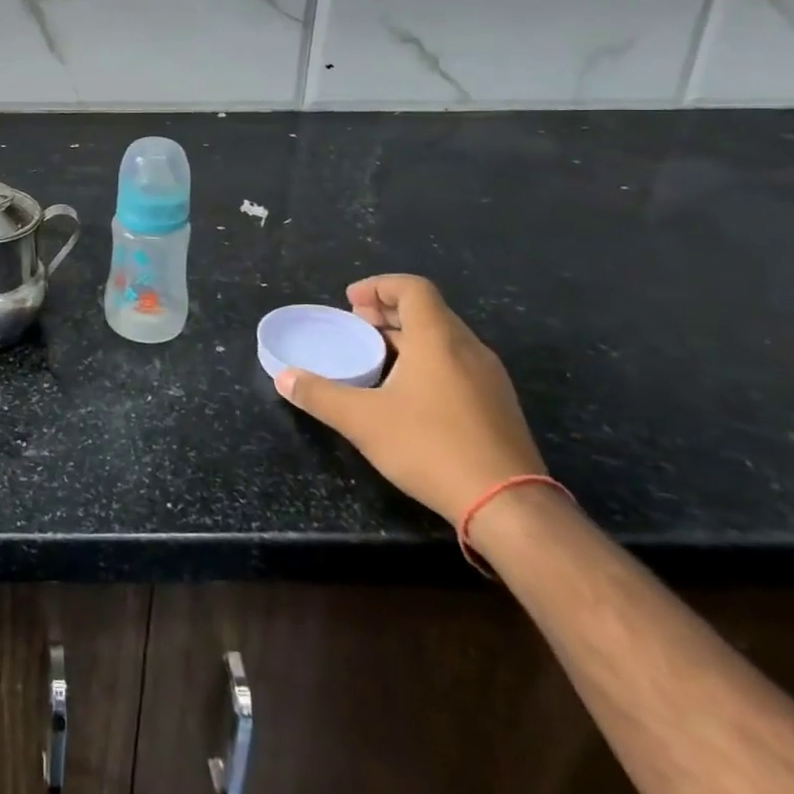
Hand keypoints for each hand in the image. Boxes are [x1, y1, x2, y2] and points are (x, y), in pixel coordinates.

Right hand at [273, 274, 543, 525]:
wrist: (510, 507)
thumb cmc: (431, 448)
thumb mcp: (362, 421)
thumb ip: (319, 395)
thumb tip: (283, 378)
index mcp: (438, 339)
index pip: (413, 288)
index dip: (379, 286)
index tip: (351, 301)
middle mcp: (469, 349)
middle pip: (428, 311)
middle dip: (388, 311)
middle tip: (356, 324)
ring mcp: (489, 378)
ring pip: (444, 338)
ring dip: (407, 336)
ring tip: (376, 356)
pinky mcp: (498, 406)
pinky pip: (458, 363)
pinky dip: (427, 360)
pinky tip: (407, 391)